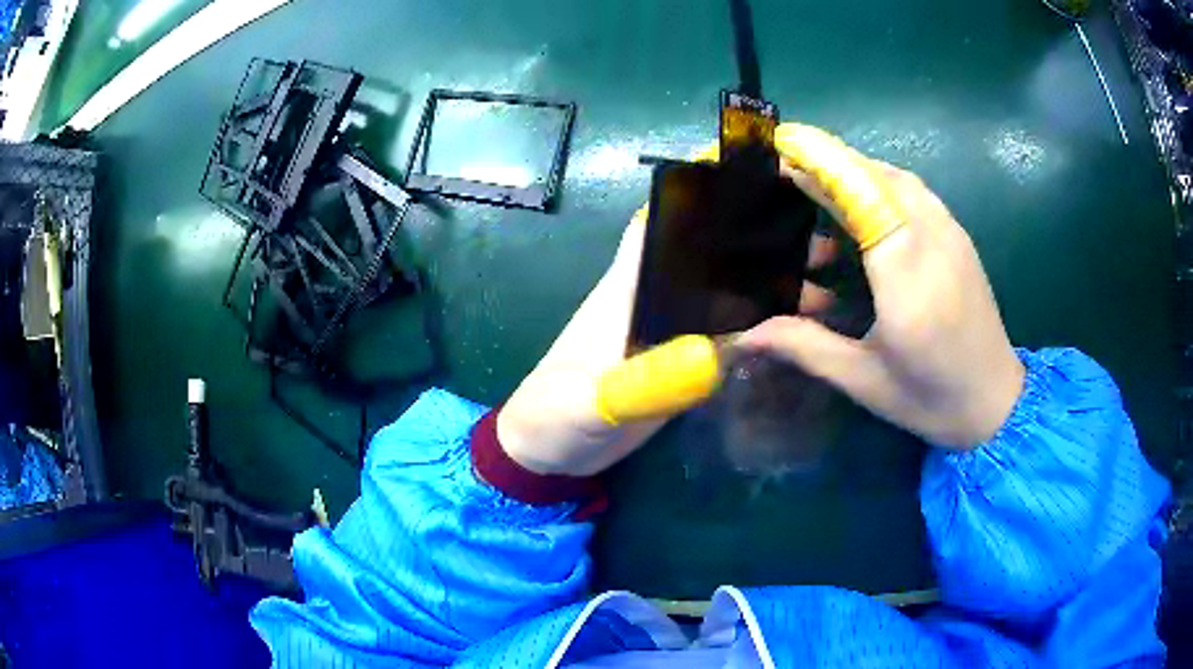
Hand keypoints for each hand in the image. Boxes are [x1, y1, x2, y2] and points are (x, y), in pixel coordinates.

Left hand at [498, 205, 839, 476]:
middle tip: (824, 247)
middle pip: (715, 253)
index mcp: (629, 287)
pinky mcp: (685, 362)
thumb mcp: (592, 403)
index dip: (705, 195)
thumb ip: (642, 383)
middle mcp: (656, 297)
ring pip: (730, 293)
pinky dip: (765, 329)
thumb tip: (714, 356)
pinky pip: (732, 334)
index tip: (761, 181)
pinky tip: (802, 334)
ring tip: (826, 293)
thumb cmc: (555, 416)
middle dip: (765, 242)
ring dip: (774, 287)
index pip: (665, 223)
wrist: (550, 454)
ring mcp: (674, 330)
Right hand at [739, 124, 1024, 448]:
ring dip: (854, 172)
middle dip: (828, 162)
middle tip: (783, 170)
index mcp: (905, 275)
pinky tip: (863, 214)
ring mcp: (950, 232)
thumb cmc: (930, 398)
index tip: (780, 142)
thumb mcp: (863, 379)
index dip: (821, 161)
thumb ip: (804, 346)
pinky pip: (913, 192)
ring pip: (896, 178)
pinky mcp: (958, 236)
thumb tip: (742, 336)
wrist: (996, 403)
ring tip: (818, 192)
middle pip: (876, 174)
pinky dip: (880, 186)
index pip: (862, 194)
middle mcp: (931, 239)